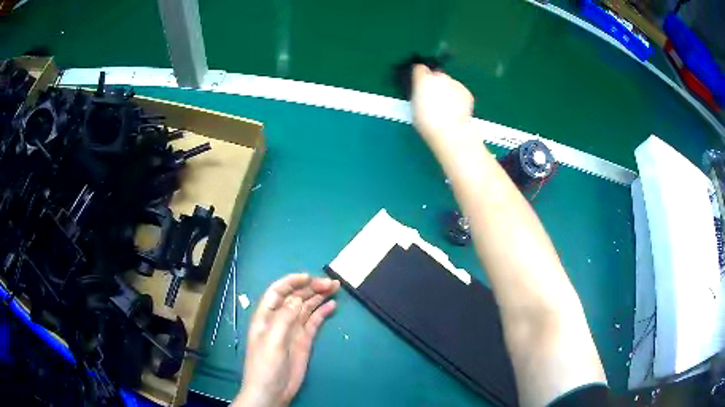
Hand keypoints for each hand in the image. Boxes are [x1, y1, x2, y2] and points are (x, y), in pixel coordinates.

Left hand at [234, 273, 339, 406]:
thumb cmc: (265, 365)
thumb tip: (297, 298)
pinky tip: (332, 305)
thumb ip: (284, 318)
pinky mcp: (304, 341)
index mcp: (266, 316)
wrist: (272, 391)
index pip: (278, 291)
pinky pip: (314, 322)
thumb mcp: (272, 341)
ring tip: (335, 288)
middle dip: (311, 287)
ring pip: (306, 307)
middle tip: (331, 283)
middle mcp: (280, 319)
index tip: (309, 277)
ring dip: (318, 296)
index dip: (291, 281)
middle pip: (295, 297)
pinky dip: (322, 312)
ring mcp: (293, 330)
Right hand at [411, 65, 473, 143]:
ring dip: (447, 90)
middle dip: (435, 84)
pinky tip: (455, 109)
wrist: (450, 131)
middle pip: (436, 75)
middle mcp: (439, 76)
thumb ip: (417, 94)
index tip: (419, 85)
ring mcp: (455, 83)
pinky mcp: (466, 92)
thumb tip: (420, 92)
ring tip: (445, 107)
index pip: (419, 68)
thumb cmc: (427, 122)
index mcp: (422, 79)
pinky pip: (459, 91)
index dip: (419, 77)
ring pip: (449, 83)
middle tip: (433, 99)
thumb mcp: (414, 107)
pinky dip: (458, 97)